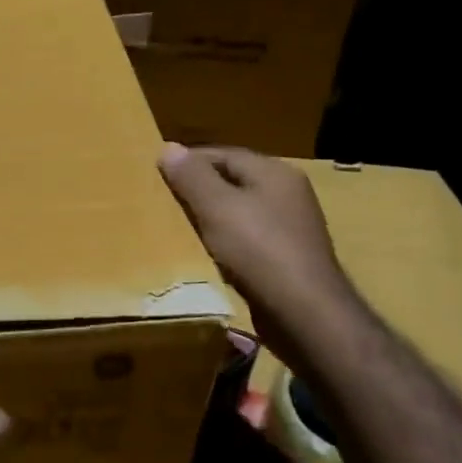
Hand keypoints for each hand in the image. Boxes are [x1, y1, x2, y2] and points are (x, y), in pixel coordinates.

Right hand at [157, 144, 359, 366]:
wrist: (305, 314)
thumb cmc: (259, 251)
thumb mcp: (217, 208)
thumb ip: (192, 177)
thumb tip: (168, 147)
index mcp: (274, 172)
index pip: (223, 154)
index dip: (188, 162)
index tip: (156, 175)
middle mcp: (287, 194)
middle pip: (232, 182)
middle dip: (198, 191)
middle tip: (163, 203)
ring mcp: (290, 228)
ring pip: (239, 213)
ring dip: (210, 220)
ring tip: (178, 230)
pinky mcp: (287, 259)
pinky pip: (247, 241)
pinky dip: (225, 244)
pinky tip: (207, 257)